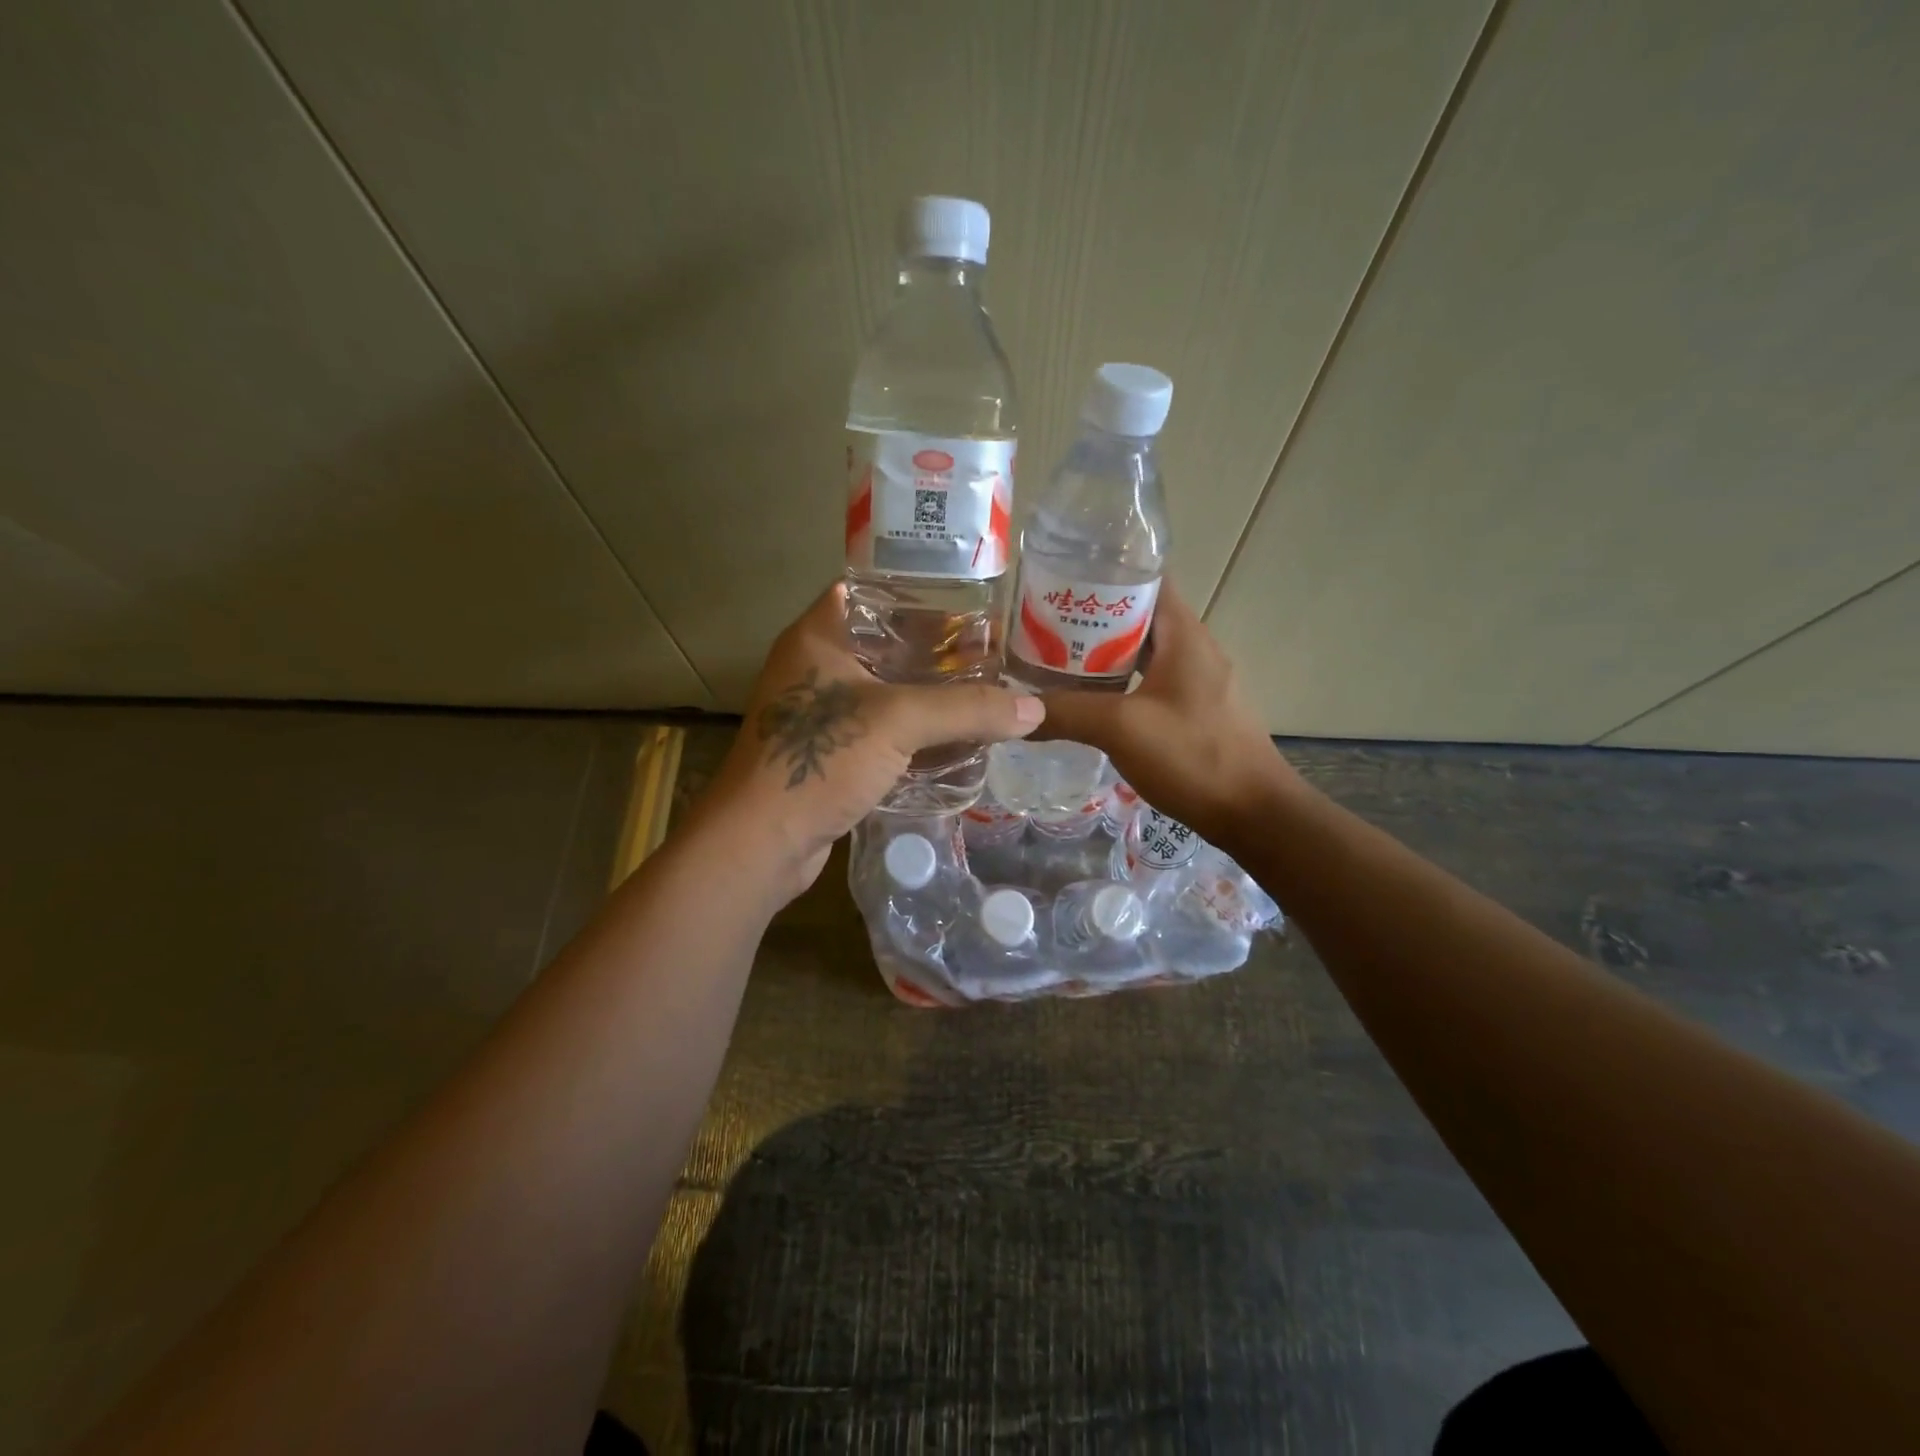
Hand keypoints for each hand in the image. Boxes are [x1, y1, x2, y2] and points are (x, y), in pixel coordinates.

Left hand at [698, 582, 1045, 901]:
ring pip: (887, 693)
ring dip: (930, 699)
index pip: (871, 593)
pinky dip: (916, 735)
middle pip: (886, 645)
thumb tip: (1034, 709)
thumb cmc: (820, 760)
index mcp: (819, 637)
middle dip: (937, 654)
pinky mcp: (830, 755)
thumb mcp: (899, 722)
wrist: (762, 841)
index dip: (918, 594)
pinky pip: (882, 733)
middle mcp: (816, 668)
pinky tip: (958, 742)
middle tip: (991, 656)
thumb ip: (967, 710)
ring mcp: (821, 715)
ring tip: (985, 696)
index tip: (969, 603)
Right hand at [1031, 582, 1300, 848]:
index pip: (1146, 578)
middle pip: (1137, 616)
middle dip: (1090, 617)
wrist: (1253, 814)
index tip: (1057, 578)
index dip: (1103, 571)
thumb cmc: (1193, 756)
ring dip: (1101, 655)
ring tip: (1053, 661)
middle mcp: (1193, 649)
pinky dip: (1117, 686)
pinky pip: (1147, 684)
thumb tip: (1013, 712)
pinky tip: (1087, 704)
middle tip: (1041, 625)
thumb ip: (1066, 713)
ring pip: (1141, 654)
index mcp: (1184, 634)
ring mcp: (1196, 682)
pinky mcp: (1193, 712)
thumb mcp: (1122, 729)